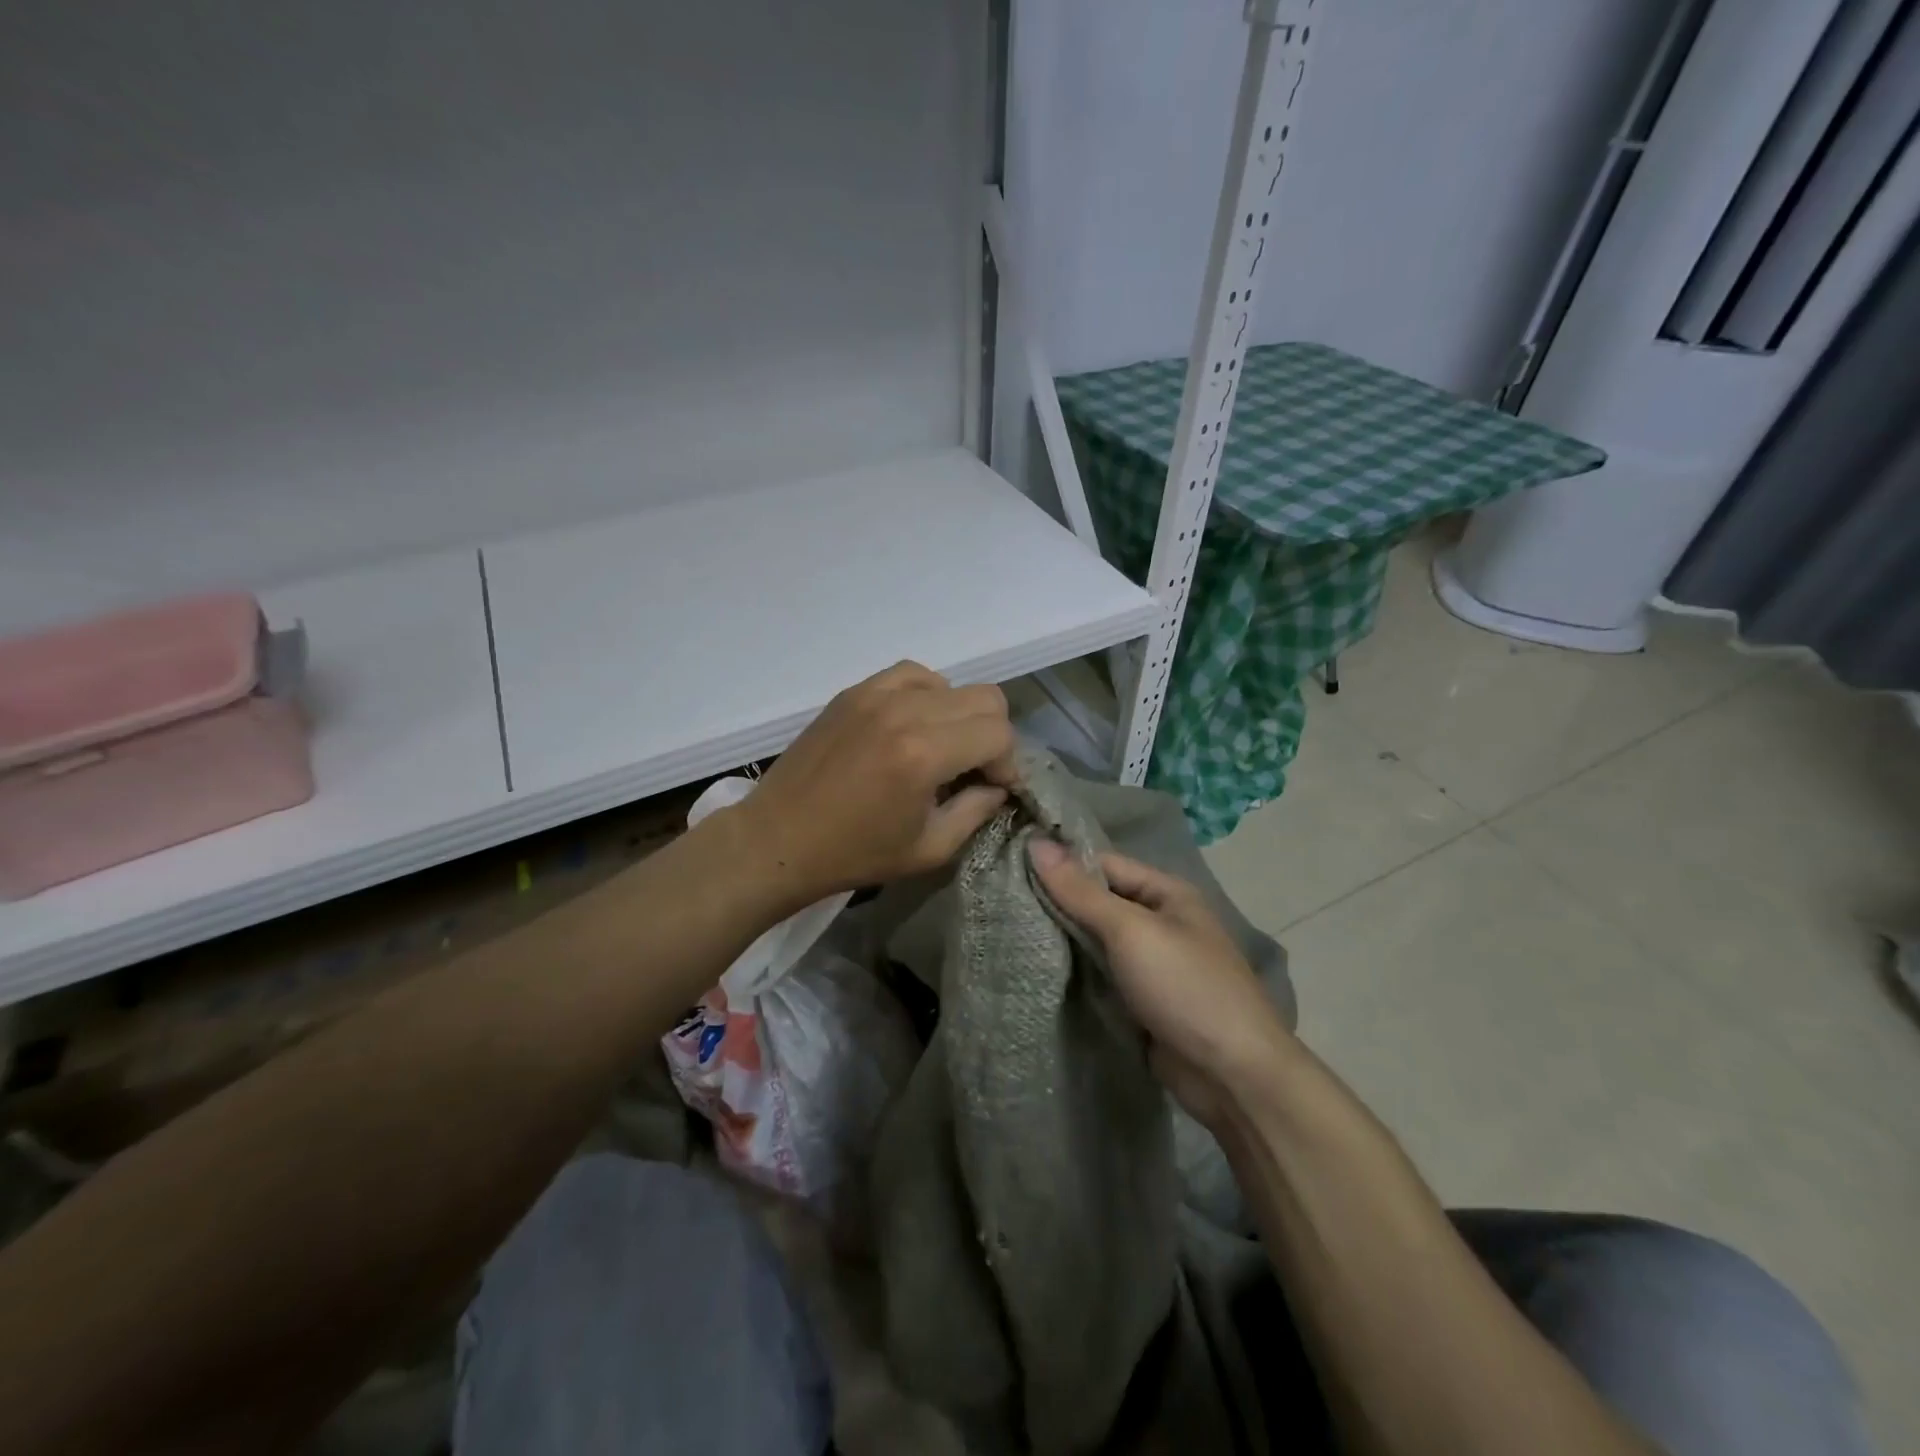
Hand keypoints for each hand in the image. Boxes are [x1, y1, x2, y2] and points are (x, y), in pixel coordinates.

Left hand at [738, 662, 1016, 904]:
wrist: (778, 839)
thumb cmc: (854, 854)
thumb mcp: (929, 848)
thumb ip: (977, 811)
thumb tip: (998, 785)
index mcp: (924, 754)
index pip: (999, 734)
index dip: (1008, 763)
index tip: (994, 788)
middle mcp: (904, 711)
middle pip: (985, 699)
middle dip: (993, 736)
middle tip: (975, 770)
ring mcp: (875, 694)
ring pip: (952, 683)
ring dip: (961, 715)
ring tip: (943, 748)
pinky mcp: (854, 692)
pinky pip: (912, 675)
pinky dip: (928, 695)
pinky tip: (915, 725)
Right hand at [1029, 841, 1293, 1125]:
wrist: (1232, 1075)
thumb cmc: (1185, 987)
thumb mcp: (1130, 931)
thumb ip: (1081, 891)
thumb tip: (1036, 843)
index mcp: (1167, 893)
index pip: (1103, 864)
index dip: (1061, 863)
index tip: (1011, 864)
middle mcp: (1160, 922)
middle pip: (1098, 902)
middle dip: (1057, 903)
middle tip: (1001, 899)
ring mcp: (1152, 964)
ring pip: (1096, 941)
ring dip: (1063, 939)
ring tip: (1008, 929)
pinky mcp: (1141, 1001)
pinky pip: (1102, 976)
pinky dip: (1076, 973)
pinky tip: (1037, 968)